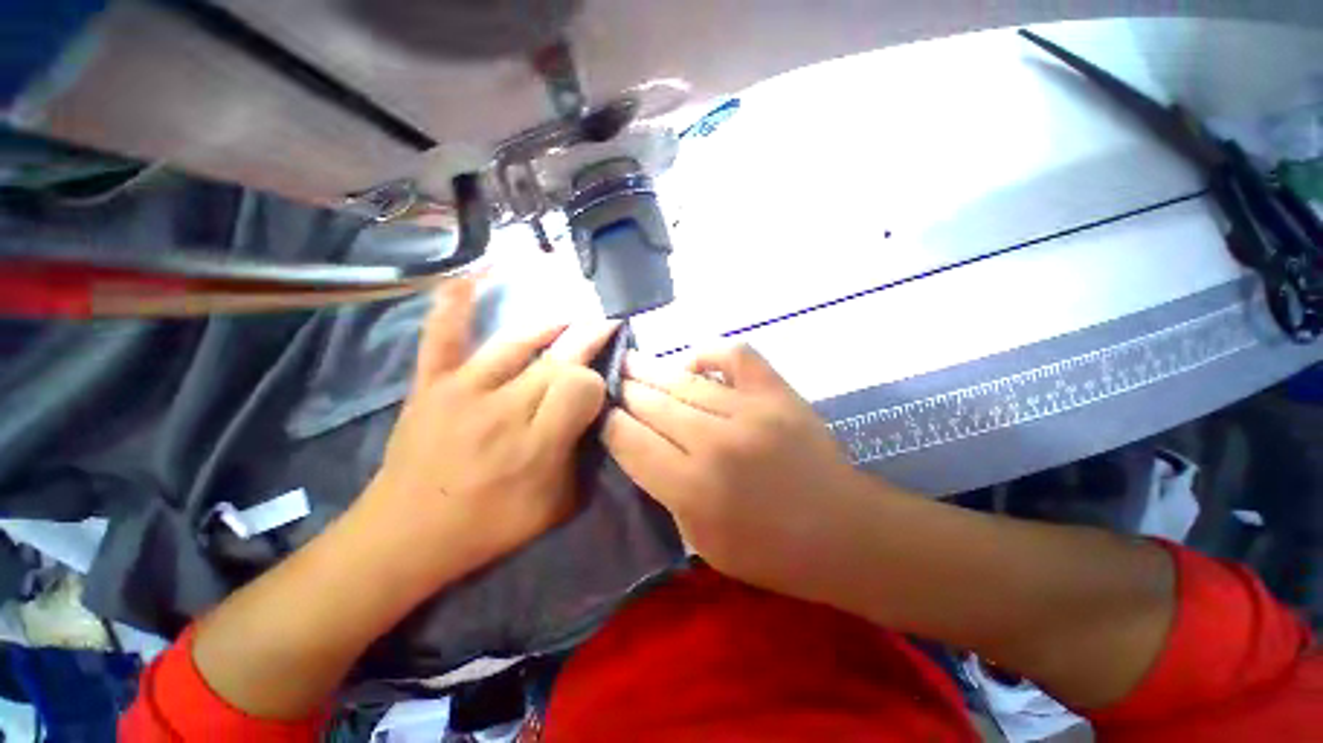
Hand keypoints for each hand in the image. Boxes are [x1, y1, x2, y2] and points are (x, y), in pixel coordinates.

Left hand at [362, 278, 617, 583]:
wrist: (406, 535)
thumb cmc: (490, 526)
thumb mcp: (558, 505)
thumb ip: (584, 456)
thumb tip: (595, 411)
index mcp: (536, 444)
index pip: (581, 386)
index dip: (597, 381)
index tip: (599, 387)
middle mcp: (503, 409)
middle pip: (558, 360)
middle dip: (588, 340)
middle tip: (605, 324)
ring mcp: (463, 390)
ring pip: (518, 342)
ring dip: (552, 327)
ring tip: (571, 319)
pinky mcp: (431, 384)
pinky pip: (443, 335)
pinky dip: (456, 304)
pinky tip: (472, 276)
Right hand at [601, 343, 887, 594]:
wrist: (844, 533)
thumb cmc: (770, 552)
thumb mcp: (700, 542)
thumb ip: (665, 491)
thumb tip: (641, 445)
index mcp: (692, 489)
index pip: (630, 441)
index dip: (609, 423)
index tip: (599, 413)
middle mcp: (715, 443)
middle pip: (652, 405)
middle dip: (623, 392)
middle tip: (608, 380)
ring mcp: (750, 411)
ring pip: (683, 381)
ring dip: (651, 371)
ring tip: (630, 361)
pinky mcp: (777, 392)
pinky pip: (734, 355)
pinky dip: (709, 353)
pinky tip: (694, 364)